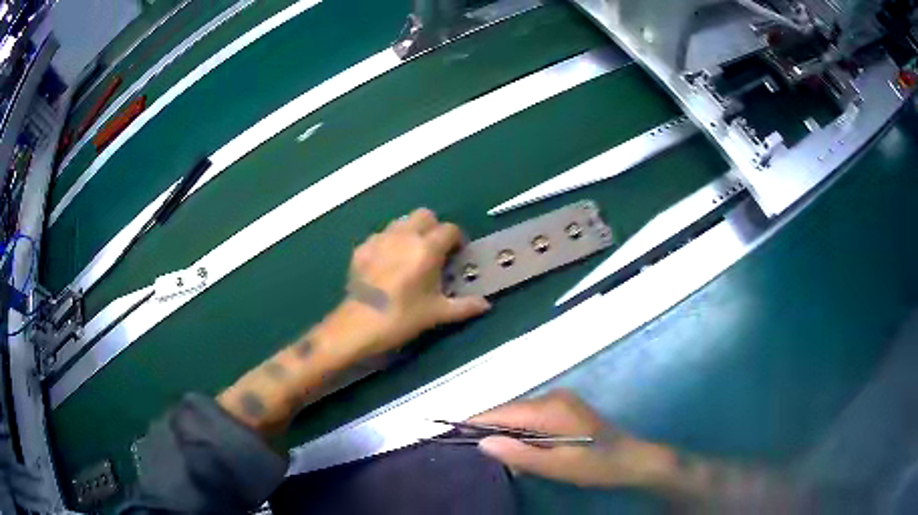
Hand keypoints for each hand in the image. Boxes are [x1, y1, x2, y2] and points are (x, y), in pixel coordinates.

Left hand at [341, 208, 490, 355]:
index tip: (457, 255)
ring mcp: (380, 239)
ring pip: (401, 221)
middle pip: (425, 215)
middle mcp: (404, 236)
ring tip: (411, 254)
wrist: (358, 325)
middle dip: (433, 228)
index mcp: (427, 248)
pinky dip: (389, 243)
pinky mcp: (362, 247)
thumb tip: (485, 305)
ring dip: (411, 231)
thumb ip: (464, 306)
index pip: (450, 229)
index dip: (457, 240)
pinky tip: (387, 263)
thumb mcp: (437, 314)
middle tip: (435, 250)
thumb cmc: (402, 318)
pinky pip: (381, 235)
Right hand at [470, 390, 674, 488]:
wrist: (633, 459)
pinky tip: (528, 452)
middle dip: (493, 431)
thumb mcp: (557, 466)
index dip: (476, 421)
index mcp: (550, 408)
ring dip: (510, 434)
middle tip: (483, 456)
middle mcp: (552, 396)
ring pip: (520, 414)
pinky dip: (524, 433)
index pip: (502, 410)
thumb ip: (520, 454)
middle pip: (509, 410)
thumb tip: (482, 442)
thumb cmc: (596, 465)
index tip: (452, 434)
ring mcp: (560, 400)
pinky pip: (533, 417)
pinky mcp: (565, 408)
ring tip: (506, 459)